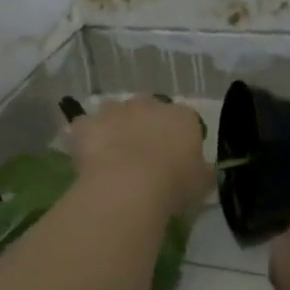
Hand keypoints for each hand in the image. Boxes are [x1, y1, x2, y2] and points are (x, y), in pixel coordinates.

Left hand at [65, 96, 213, 218]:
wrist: (129, 186)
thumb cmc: (174, 183)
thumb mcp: (202, 183)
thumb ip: (203, 171)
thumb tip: (203, 170)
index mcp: (181, 116)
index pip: (184, 121)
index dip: (178, 139)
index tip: (174, 159)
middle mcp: (148, 104)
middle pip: (146, 110)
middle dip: (143, 126)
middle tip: (141, 156)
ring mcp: (114, 110)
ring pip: (113, 114)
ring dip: (113, 128)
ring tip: (112, 157)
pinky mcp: (87, 123)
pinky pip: (85, 128)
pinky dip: (85, 139)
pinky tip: (88, 159)